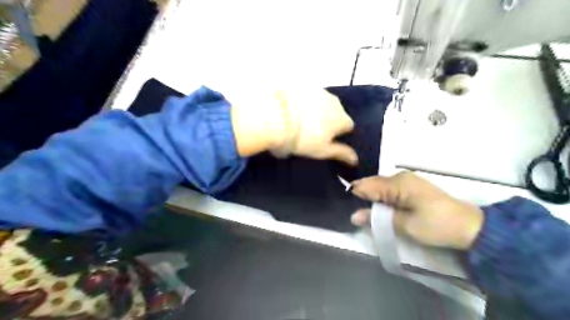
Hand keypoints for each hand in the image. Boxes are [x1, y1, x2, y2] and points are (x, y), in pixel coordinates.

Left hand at [230, 89, 354, 163]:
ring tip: (300, 120)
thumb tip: (356, 159)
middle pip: (336, 113)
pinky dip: (305, 102)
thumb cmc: (303, 138)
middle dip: (328, 120)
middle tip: (311, 131)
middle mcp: (335, 102)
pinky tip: (292, 109)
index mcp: (342, 118)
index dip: (338, 134)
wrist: (277, 117)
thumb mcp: (322, 151)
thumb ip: (341, 153)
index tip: (326, 140)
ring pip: (323, 103)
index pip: (348, 126)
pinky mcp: (304, 85)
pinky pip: (309, 95)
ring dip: (317, 110)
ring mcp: (319, 91)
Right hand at [350, 171, 482, 251]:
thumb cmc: (436, 226)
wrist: (470, 227)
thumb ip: (377, 219)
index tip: (346, 206)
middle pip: (372, 184)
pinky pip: (389, 189)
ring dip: (372, 198)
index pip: (367, 185)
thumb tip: (353, 216)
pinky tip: (379, 207)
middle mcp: (400, 176)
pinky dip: (382, 198)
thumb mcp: (404, 225)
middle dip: (363, 197)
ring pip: (380, 186)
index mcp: (397, 183)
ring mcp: (407, 180)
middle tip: (355, 212)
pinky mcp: (411, 186)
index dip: (355, 196)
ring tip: (364, 211)